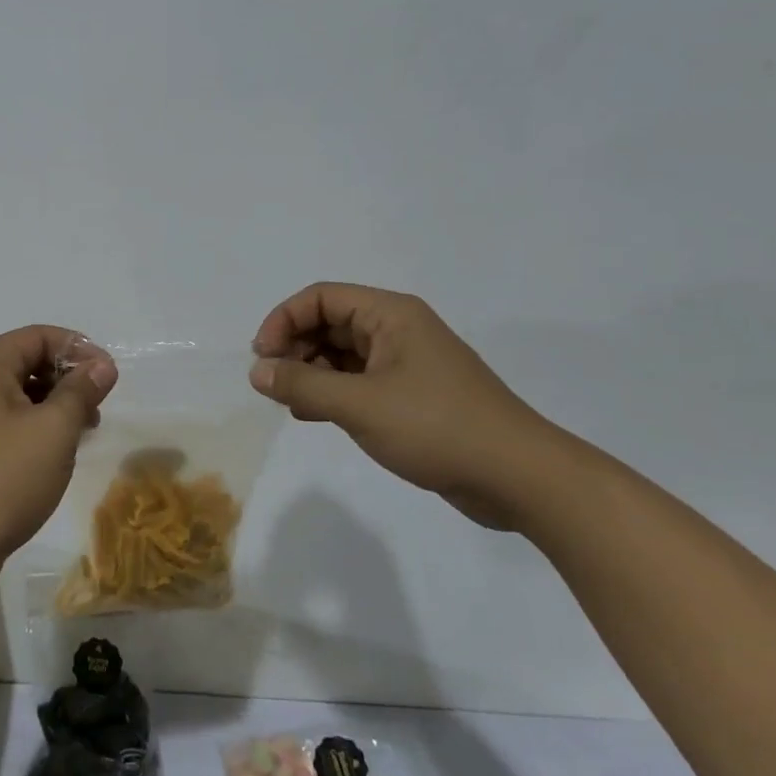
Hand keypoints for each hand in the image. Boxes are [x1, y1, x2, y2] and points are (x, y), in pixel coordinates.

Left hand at [0, 325, 117, 602]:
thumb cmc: (1, 479)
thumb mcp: (53, 431)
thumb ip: (80, 391)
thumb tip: (101, 364)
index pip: (39, 336)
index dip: (79, 350)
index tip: (109, 379)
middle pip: (26, 362)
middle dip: (66, 380)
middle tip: (96, 411)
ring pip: (16, 396)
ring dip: (52, 408)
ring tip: (79, 437)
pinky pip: (2, 424)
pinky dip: (31, 430)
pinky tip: (51, 458)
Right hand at [250, 284, 557, 528]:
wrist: (518, 477)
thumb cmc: (437, 427)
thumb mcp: (360, 404)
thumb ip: (303, 385)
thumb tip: (257, 371)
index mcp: (391, 315)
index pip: (322, 298)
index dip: (284, 320)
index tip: (263, 358)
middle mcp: (397, 330)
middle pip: (329, 323)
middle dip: (295, 348)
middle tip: (273, 385)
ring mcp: (405, 364)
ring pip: (341, 354)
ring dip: (310, 372)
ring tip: (291, 404)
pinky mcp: (410, 396)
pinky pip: (357, 382)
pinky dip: (331, 392)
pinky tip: (314, 416)